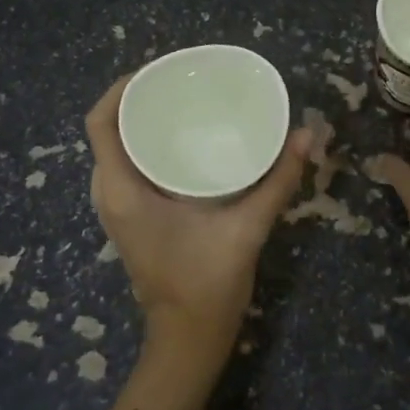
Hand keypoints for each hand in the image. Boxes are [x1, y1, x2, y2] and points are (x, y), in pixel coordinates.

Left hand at [86, 77, 310, 370]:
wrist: (188, 339)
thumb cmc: (207, 285)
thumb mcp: (247, 228)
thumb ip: (278, 181)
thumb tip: (308, 134)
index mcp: (123, 191)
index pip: (100, 123)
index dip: (120, 88)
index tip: (157, 70)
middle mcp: (110, 195)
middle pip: (108, 130)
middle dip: (136, 99)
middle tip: (180, 82)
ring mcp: (117, 208)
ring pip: (116, 149)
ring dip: (140, 122)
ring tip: (182, 103)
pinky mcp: (130, 218)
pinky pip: (127, 166)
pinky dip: (145, 145)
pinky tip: (183, 141)